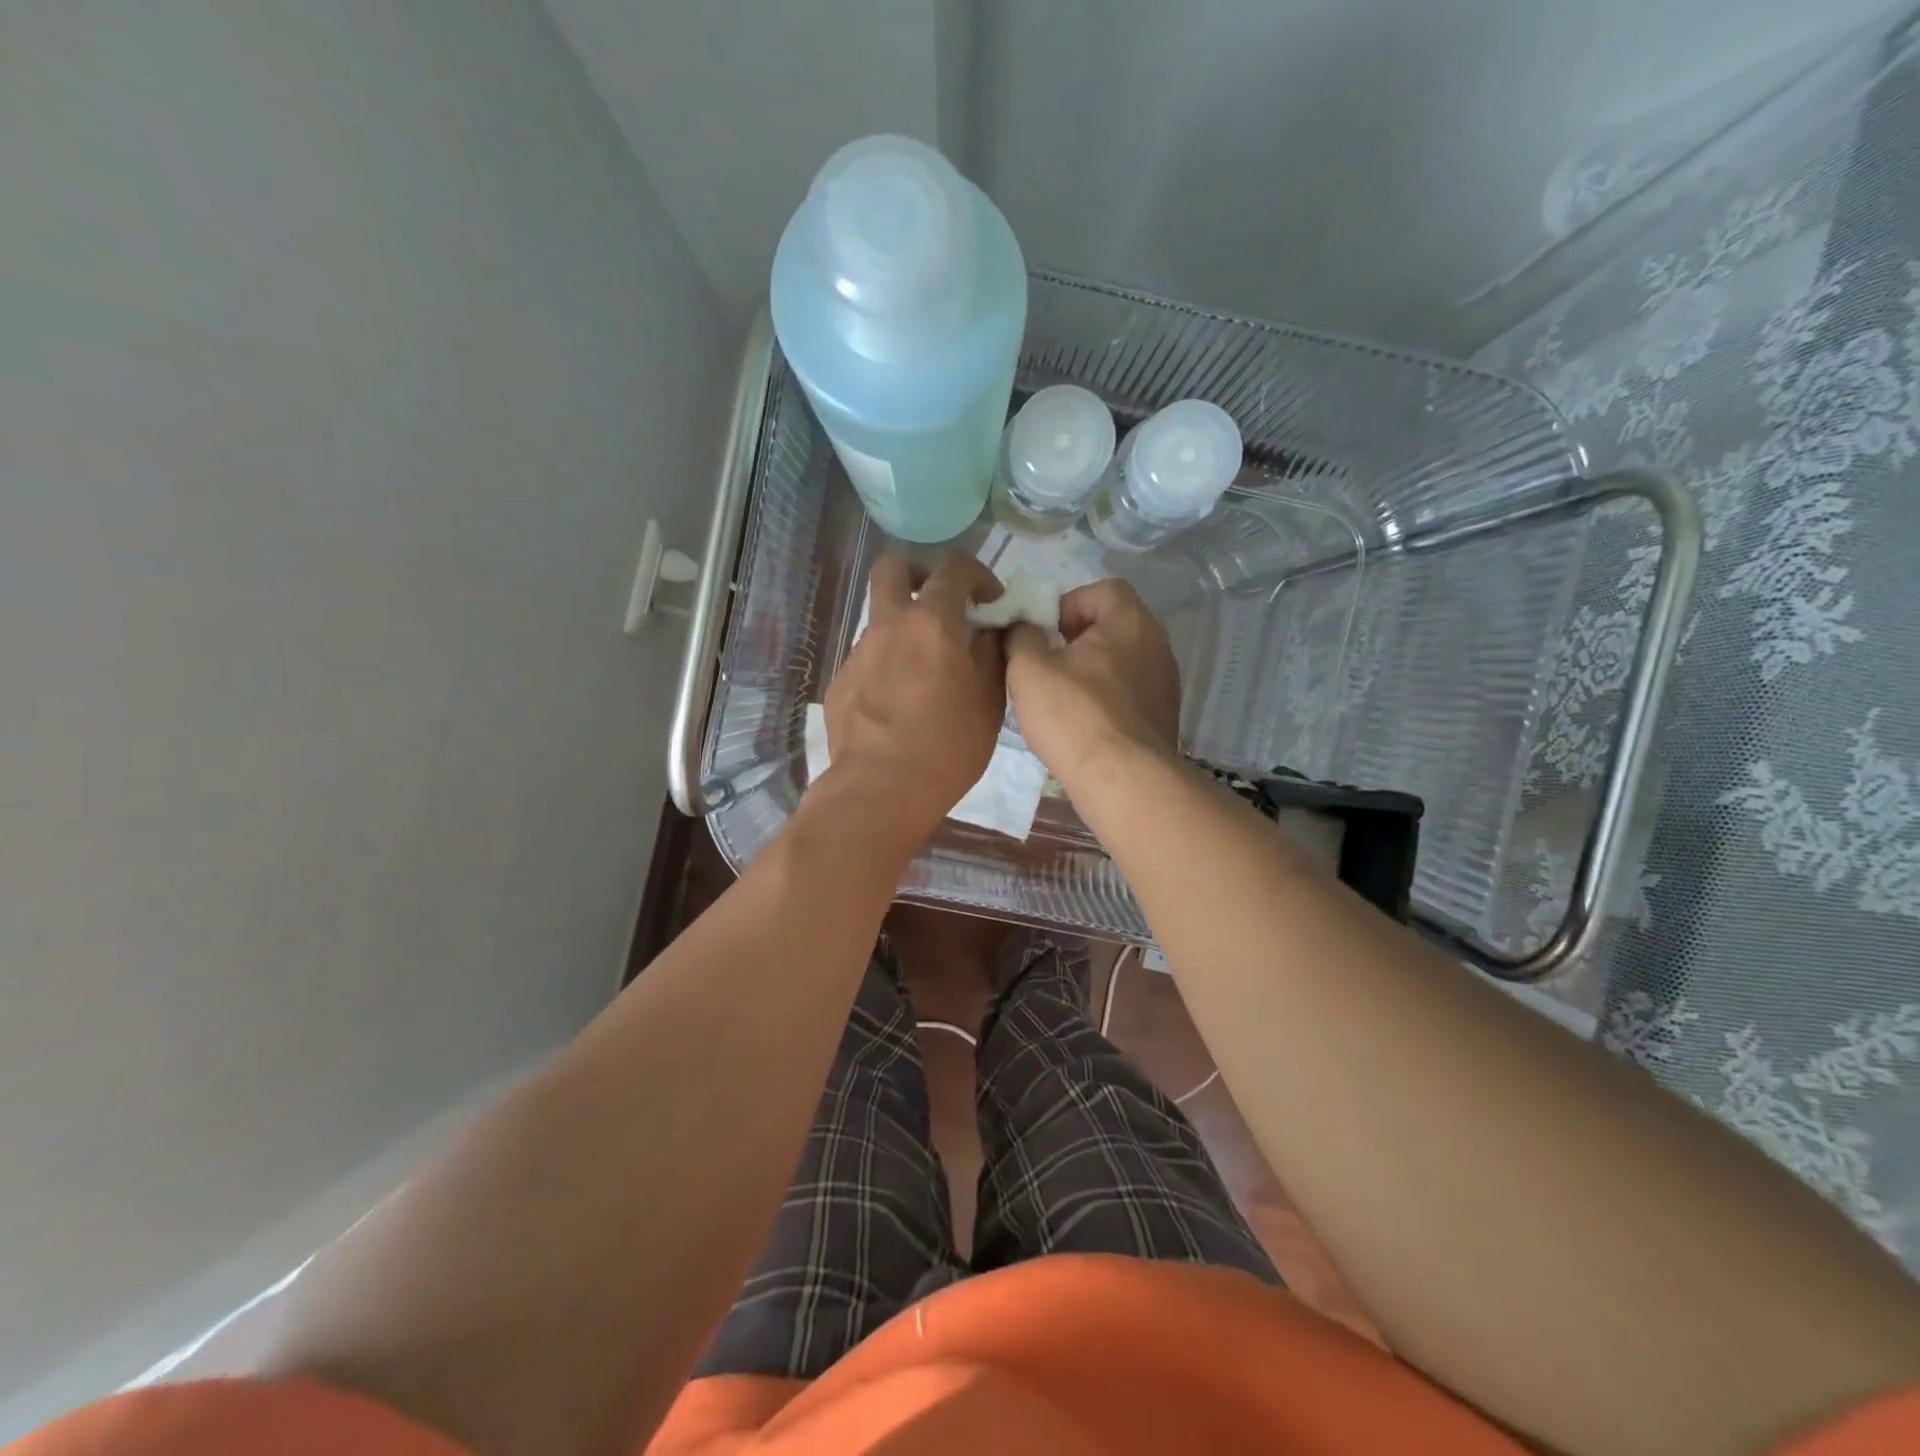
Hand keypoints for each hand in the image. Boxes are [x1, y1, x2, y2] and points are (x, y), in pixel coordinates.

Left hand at [823, 551, 1006, 843]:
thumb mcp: (990, 700)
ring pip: (879, 618)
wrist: (881, 789)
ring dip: (904, 628)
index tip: (990, 602)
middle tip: (940, 602)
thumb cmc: (948, 745)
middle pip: (893, 567)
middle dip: (919, 572)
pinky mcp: (840, 682)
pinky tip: (898, 705)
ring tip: (924, 672)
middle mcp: (889, 626)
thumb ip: (991, 653)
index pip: (954, 567)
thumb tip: (988, 630)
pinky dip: (888, 666)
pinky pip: (868, 659)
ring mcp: (858, 653)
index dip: (977, 575)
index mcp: (931, 622)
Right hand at [1005, 578, 1180, 786]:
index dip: (1068, 603)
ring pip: (1121, 662)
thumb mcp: (1028, 668)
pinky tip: (1082, 725)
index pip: (1102, 589)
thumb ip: (1020, 635)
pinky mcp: (1163, 718)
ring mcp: (1165, 684)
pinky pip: (1129, 694)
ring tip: (1059, 698)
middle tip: (1046, 664)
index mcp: (1130, 621)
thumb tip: (1021, 626)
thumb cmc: (1074, 714)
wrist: (1123, 780)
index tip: (1044, 632)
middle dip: (1076, 639)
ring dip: (1090, 672)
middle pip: (1113, 625)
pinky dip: (1105, 699)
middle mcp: (1157, 645)